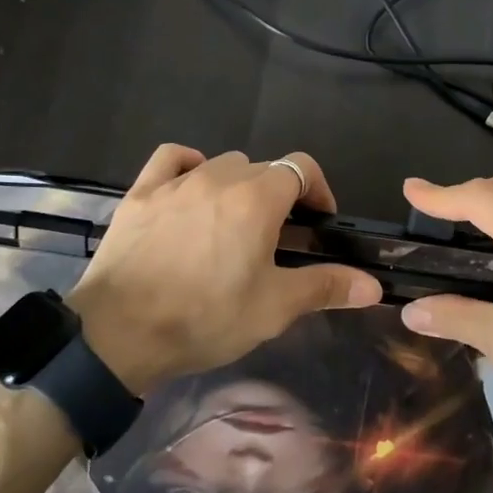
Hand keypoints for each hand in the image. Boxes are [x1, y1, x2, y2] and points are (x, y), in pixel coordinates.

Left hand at [65, 145, 382, 394]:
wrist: (118, 334)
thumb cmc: (205, 318)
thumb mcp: (273, 308)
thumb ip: (325, 287)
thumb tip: (373, 286)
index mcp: (257, 199)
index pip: (301, 167)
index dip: (318, 189)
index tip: (318, 222)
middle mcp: (219, 178)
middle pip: (263, 169)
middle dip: (279, 195)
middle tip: (277, 237)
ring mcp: (176, 182)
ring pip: (221, 165)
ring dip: (237, 185)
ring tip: (233, 224)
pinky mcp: (141, 193)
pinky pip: (171, 159)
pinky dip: (189, 165)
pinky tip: (191, 189)